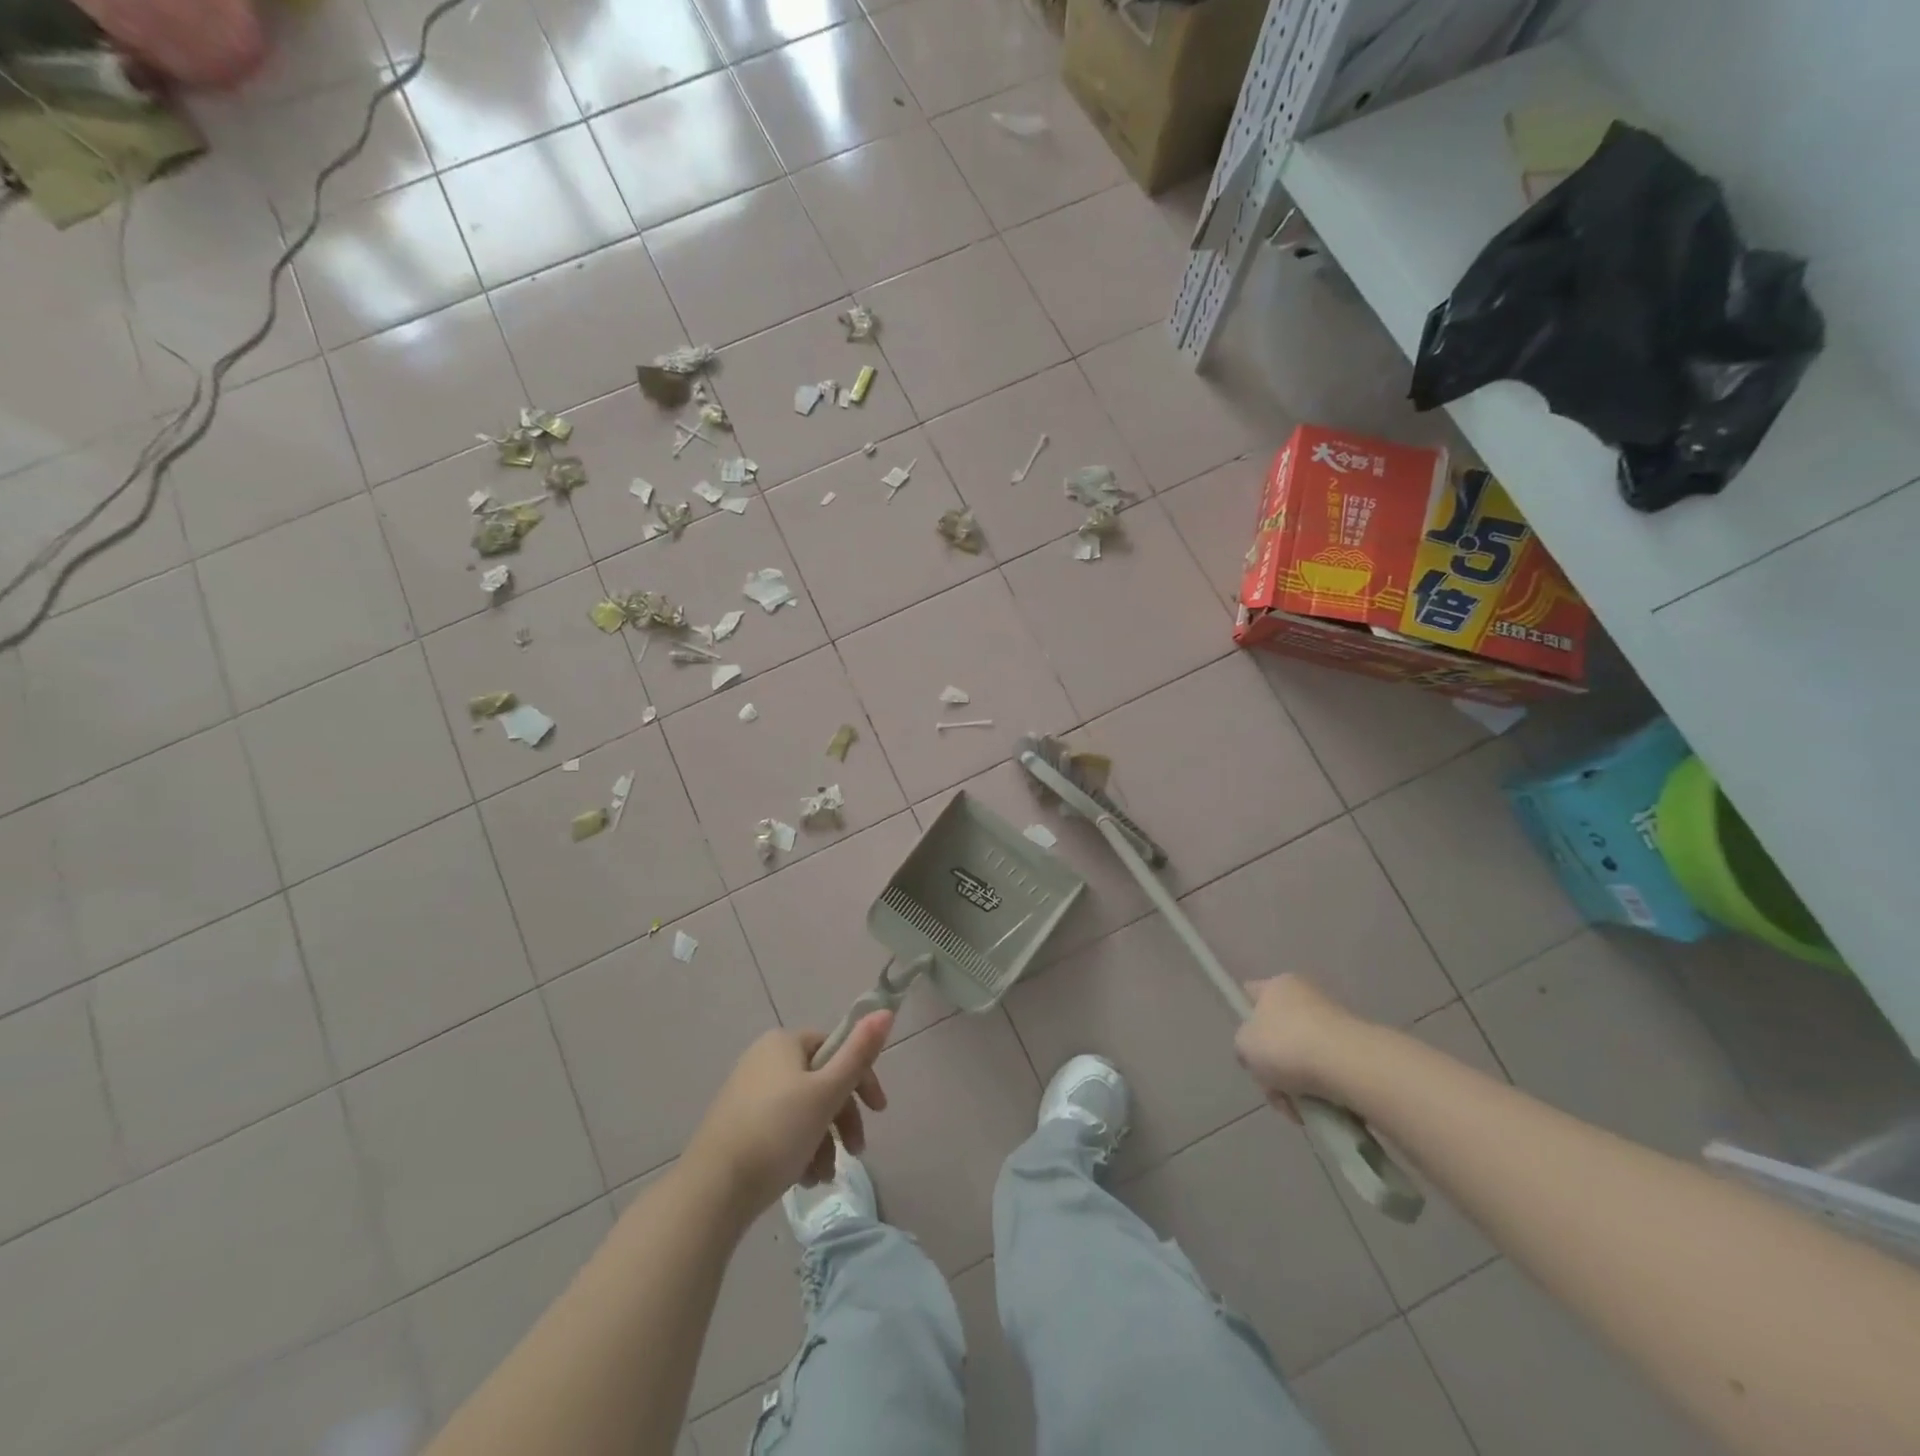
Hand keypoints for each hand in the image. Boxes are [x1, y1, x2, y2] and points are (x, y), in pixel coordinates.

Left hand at [684, 1012, 892, 1219]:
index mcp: (784, 1043)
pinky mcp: (738, 1126)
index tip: (878, 1112)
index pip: (836, 1047)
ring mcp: (748, 1093)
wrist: (712, 1190)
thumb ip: (859, 1053)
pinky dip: (800, 1150)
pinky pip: (782, 1129)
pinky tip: (805, 1179)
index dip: (861, 1077)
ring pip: (804, 1110)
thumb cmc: (777, 1132)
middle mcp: (764, 1059)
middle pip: (821, 1081)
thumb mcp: (826, 1092)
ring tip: (825, 1176)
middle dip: (843, 1118)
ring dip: (824, 1141)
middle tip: (856, 1151)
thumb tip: (886, 1010)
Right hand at [1233, 975, 1361, 1115]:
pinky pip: (1327, 1073)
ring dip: (1295, 1086)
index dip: (1245, 1016)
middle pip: (1277, 1034)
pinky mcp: (1357, 1052)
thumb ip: (1244, 1045)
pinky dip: (1320, 1093)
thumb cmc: (1286, 1045)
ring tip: (1297, 1109)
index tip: (1247, 1046)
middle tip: (1272, 1089)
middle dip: (1272, 1067)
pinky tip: (1319, 1110)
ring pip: (1302, 1058)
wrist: (1349, 1066)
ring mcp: (1335, 1024)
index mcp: (1277, 985)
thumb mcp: (1244, 1044)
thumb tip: (1258, 1053)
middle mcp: (1307, 997)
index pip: (1251, 993)